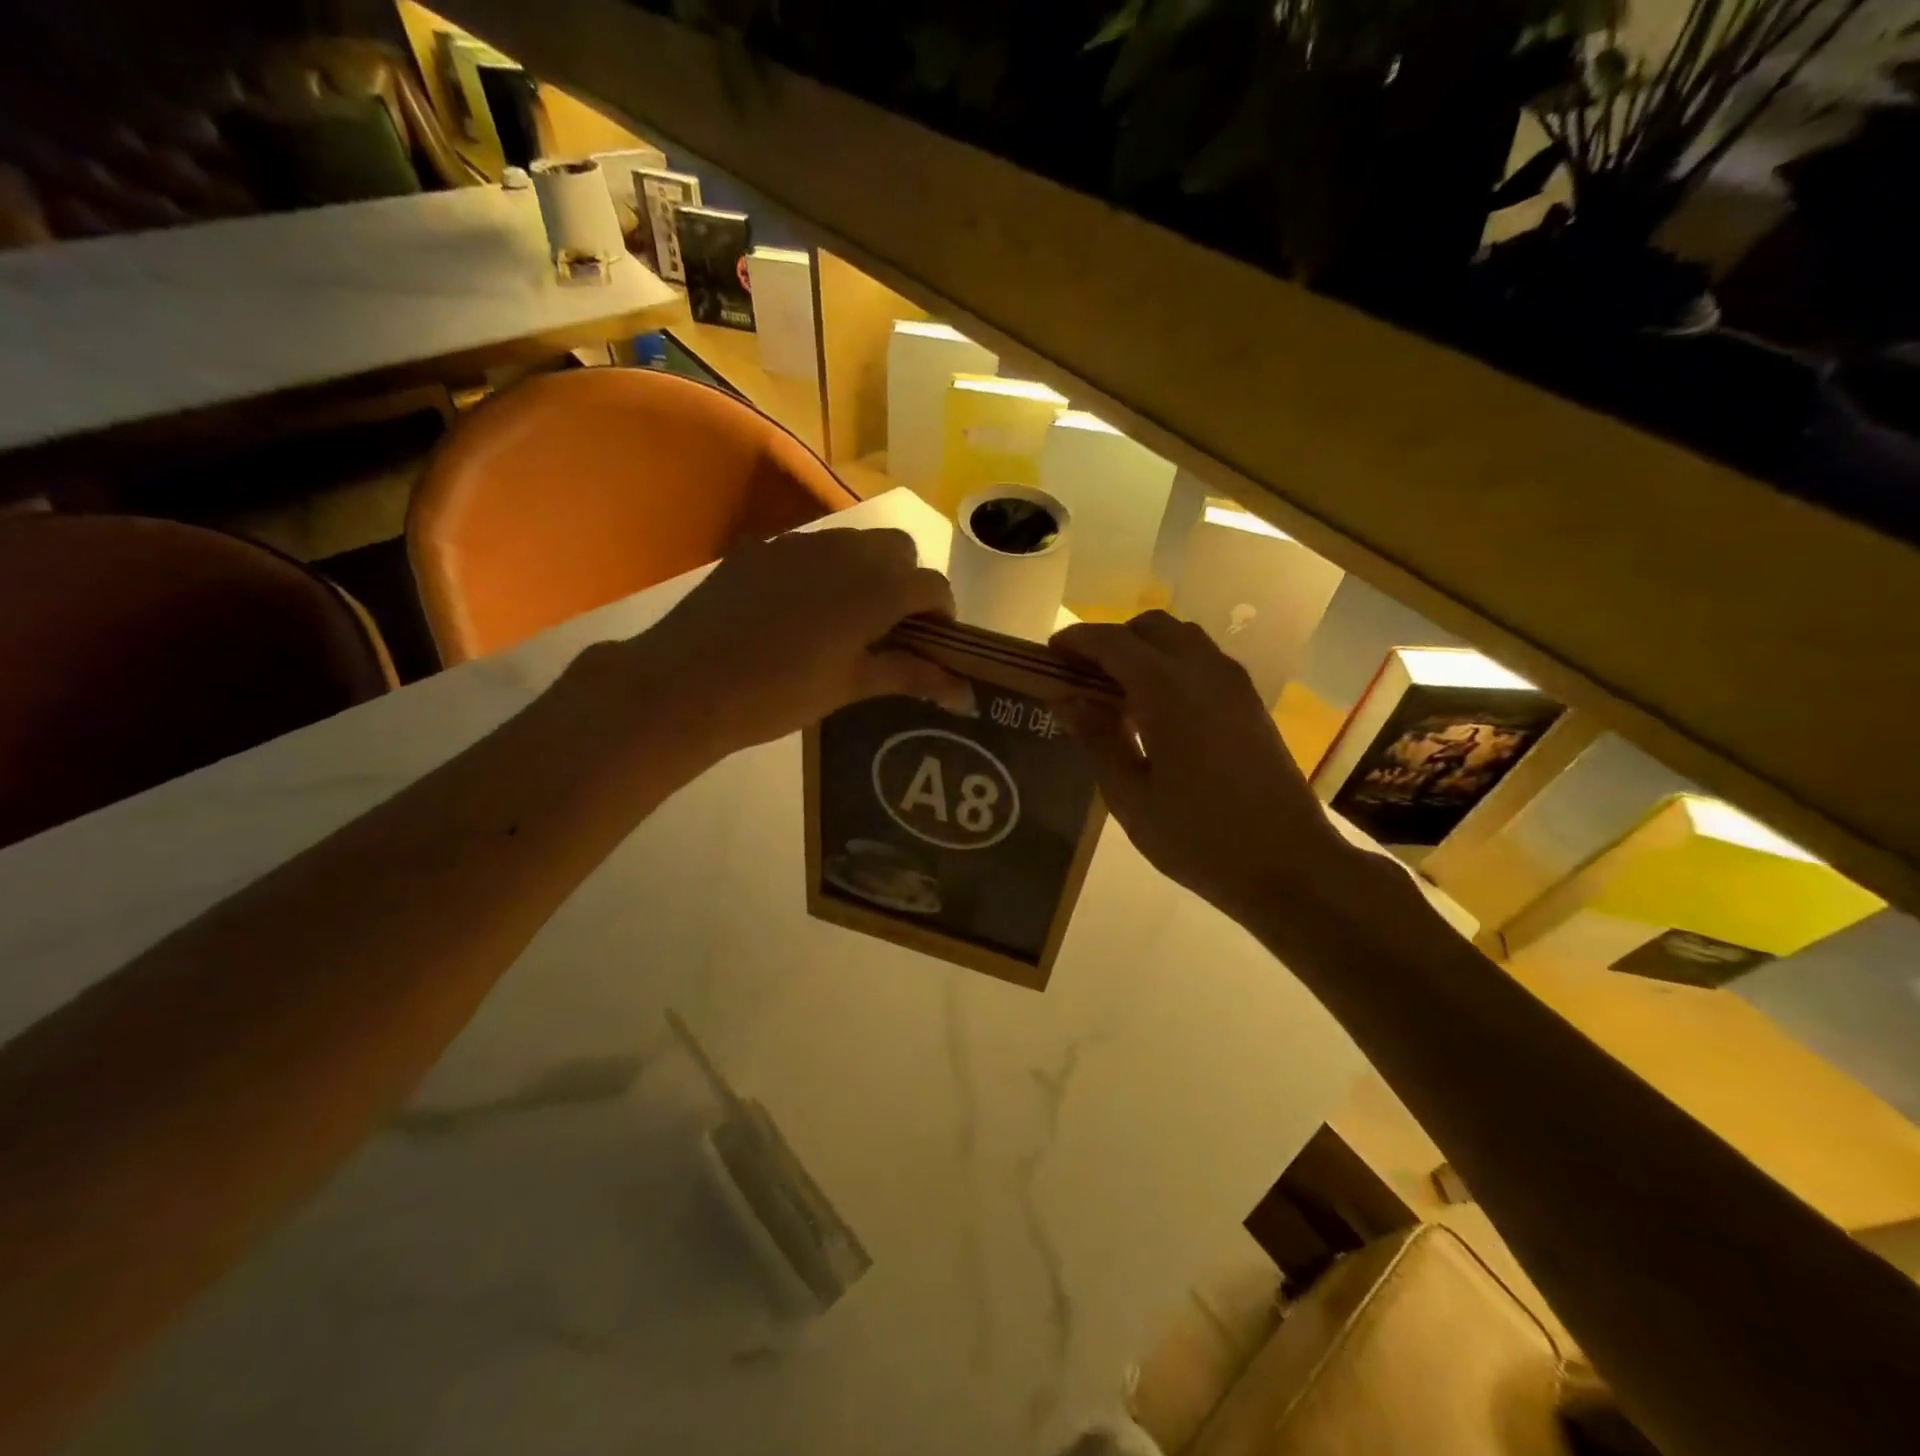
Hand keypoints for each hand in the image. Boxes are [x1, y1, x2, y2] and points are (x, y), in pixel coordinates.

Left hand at [620, 527, 969, 755]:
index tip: (934, 644)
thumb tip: (964, 693)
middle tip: (891, 628)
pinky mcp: (762, 549)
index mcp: (876, 588)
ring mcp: (799, 544)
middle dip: (907, 582)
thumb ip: (910, 676)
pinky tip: (799, 611)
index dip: (943, 614)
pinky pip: (810, 549)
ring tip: (846, 618)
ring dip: (867, 571)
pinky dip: (824, 571)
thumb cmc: (780, 694)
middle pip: (898, 549)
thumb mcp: (850, 686)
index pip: (933, 586)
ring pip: (854, 542)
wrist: (687, 684)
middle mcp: (845, 552)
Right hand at [1052, 612, 1355, 926]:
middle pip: (1151, 627)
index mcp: (1167, 689)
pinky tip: (1158, 711)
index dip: (1076, 641)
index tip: (1049, 653)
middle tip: (1084, 675)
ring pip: (1183, 639)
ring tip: (1119, 693)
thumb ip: (1097, 738)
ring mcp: (1235, 685)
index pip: (1112, 642)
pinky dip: (1173, 666)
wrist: (1289, 864)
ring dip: (1145, 650)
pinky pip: (1204, 662)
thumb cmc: (1198, 836)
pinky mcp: (1251, 704)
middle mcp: (1204, 671)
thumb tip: (1067, 698)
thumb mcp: (1131, 796)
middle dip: (1112, 640)